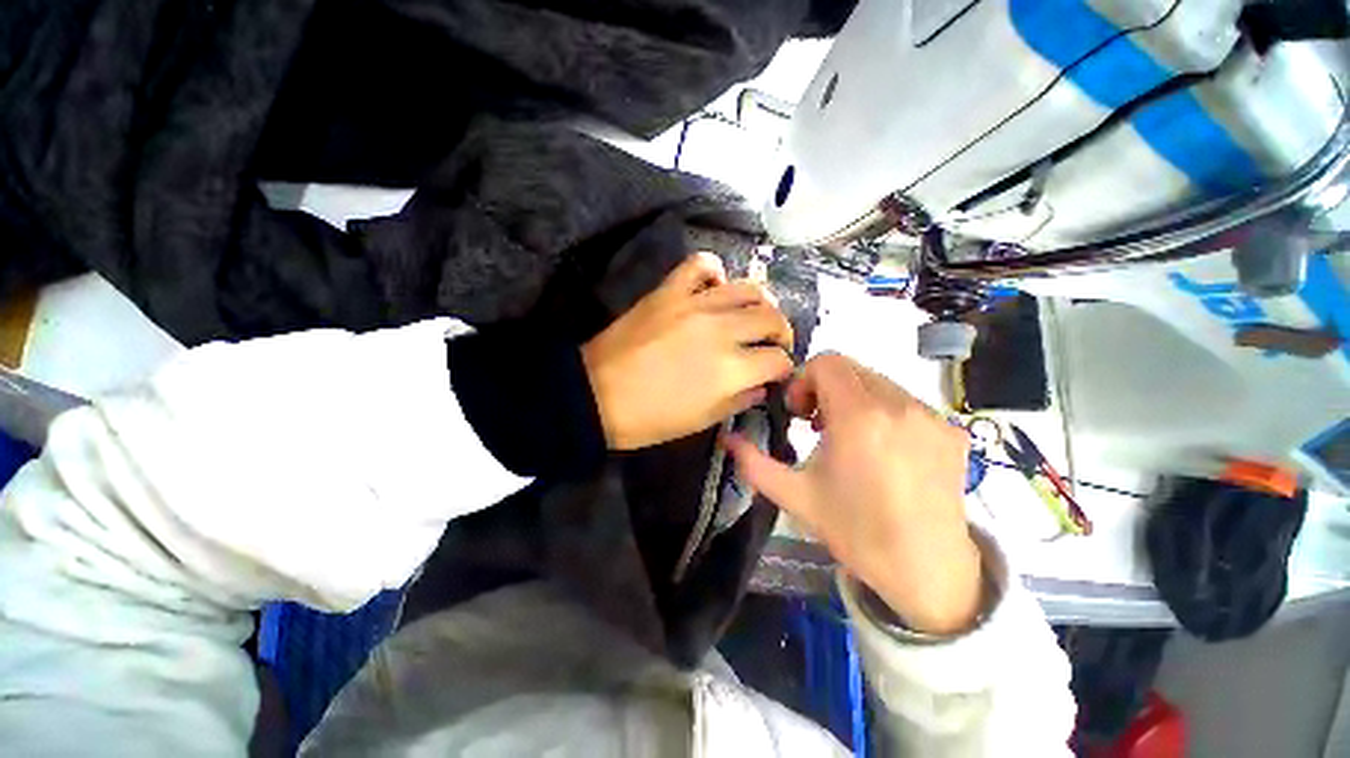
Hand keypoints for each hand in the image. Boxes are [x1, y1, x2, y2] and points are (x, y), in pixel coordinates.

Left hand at [582, 252, 794, 450]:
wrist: (597, 395)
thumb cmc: (650, 418)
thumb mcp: (701, 421)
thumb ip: (739, 400)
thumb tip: (761, 385)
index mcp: (731, 370)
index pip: (777, 360)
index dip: (783, 368)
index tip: (777, 372)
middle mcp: (722, 330)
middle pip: (771, 318)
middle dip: (781, 332)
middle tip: (773, 342)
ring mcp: (695, 304)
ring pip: (747, 287)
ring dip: (760, 301)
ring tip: (754, 313)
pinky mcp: (669, 291)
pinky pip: (700, 264)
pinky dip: (714, 270)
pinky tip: (716, 287)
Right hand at [726, 353, 980, 634]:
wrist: (928, 571)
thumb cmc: (856, 532)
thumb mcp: (796, 497)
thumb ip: (754, 463)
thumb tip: (727, 438)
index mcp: (859, 418)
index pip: (827, 362)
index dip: (804, 380)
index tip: (800, 413)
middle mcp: (900, 406)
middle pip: (851, 369)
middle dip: (826, 389)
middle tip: (819, 427)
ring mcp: (932, 416)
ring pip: (878, 383)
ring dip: (854, 399)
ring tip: (850, 439)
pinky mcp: (953, 430)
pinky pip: (906, 402)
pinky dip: (884, 412)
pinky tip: (883, 451)